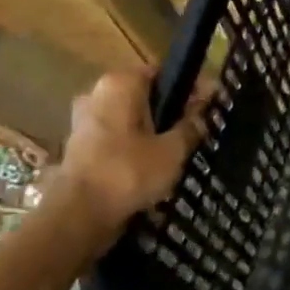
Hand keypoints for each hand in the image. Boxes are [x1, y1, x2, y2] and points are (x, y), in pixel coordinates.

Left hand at [48, 72, 213, 237]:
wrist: (79, 216)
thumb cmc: (129, 172)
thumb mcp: (173, 149)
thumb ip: (191, 125)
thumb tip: (204, 110)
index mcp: (119, 83)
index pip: (162, 73)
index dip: (189, 87)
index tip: (210, 104)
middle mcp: (97, 94)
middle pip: (145, 95)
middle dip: (170, 110)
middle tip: (198, 128)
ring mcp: (84, 121)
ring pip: (131, 118)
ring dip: (153, 130)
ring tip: (180, 150)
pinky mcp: (80, 147)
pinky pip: (117, 138)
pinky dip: (135, 147)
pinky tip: (155, 165)